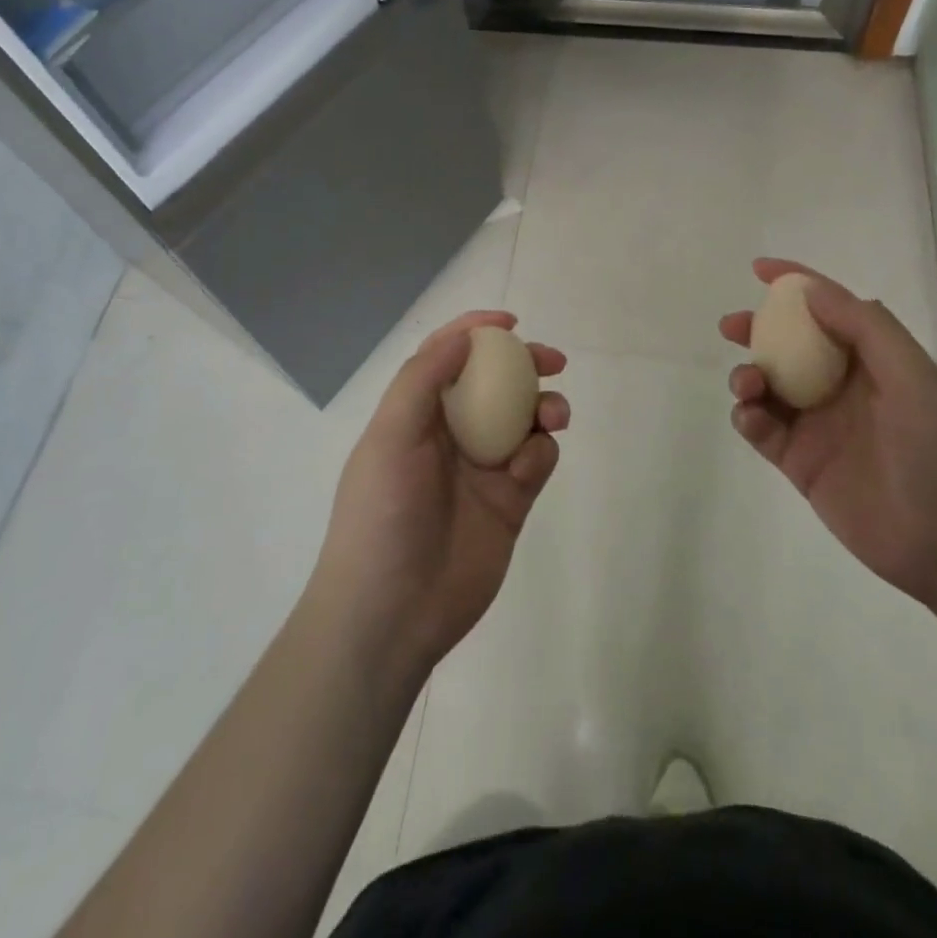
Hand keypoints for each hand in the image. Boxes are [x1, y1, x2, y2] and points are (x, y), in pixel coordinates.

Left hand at [309, 312, 569, 680]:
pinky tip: (525, 472)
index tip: (511, 323)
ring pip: (525, 420)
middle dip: (525, 366)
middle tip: (553, 362)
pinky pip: (536, 461)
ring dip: (544, 408)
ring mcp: (483, 469)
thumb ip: (424, 379)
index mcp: (416, 415)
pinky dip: (539, 455)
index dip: (476, 332)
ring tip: (553, 416)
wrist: (392, 614)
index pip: (447, 358)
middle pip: (496, 384)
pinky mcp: (511, 503)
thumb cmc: (383, 515)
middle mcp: (451, 435)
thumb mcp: (390, 437)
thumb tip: (463, 335)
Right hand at [720, 259, 936, 605]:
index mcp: (875, 361)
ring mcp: (820, 427)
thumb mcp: (915, 377)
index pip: (831, 310)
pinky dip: (749, 418)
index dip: (796, 284)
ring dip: (749, 375)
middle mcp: (844, 387)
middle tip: (733, 327)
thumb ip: (865, 328)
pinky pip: (763, 431)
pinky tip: (752, 418)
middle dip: (759, 330)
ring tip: (748, 383)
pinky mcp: (802, 464)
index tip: (759, 269)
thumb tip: (811, 290)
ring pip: (770, 387)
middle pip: (790, 346)